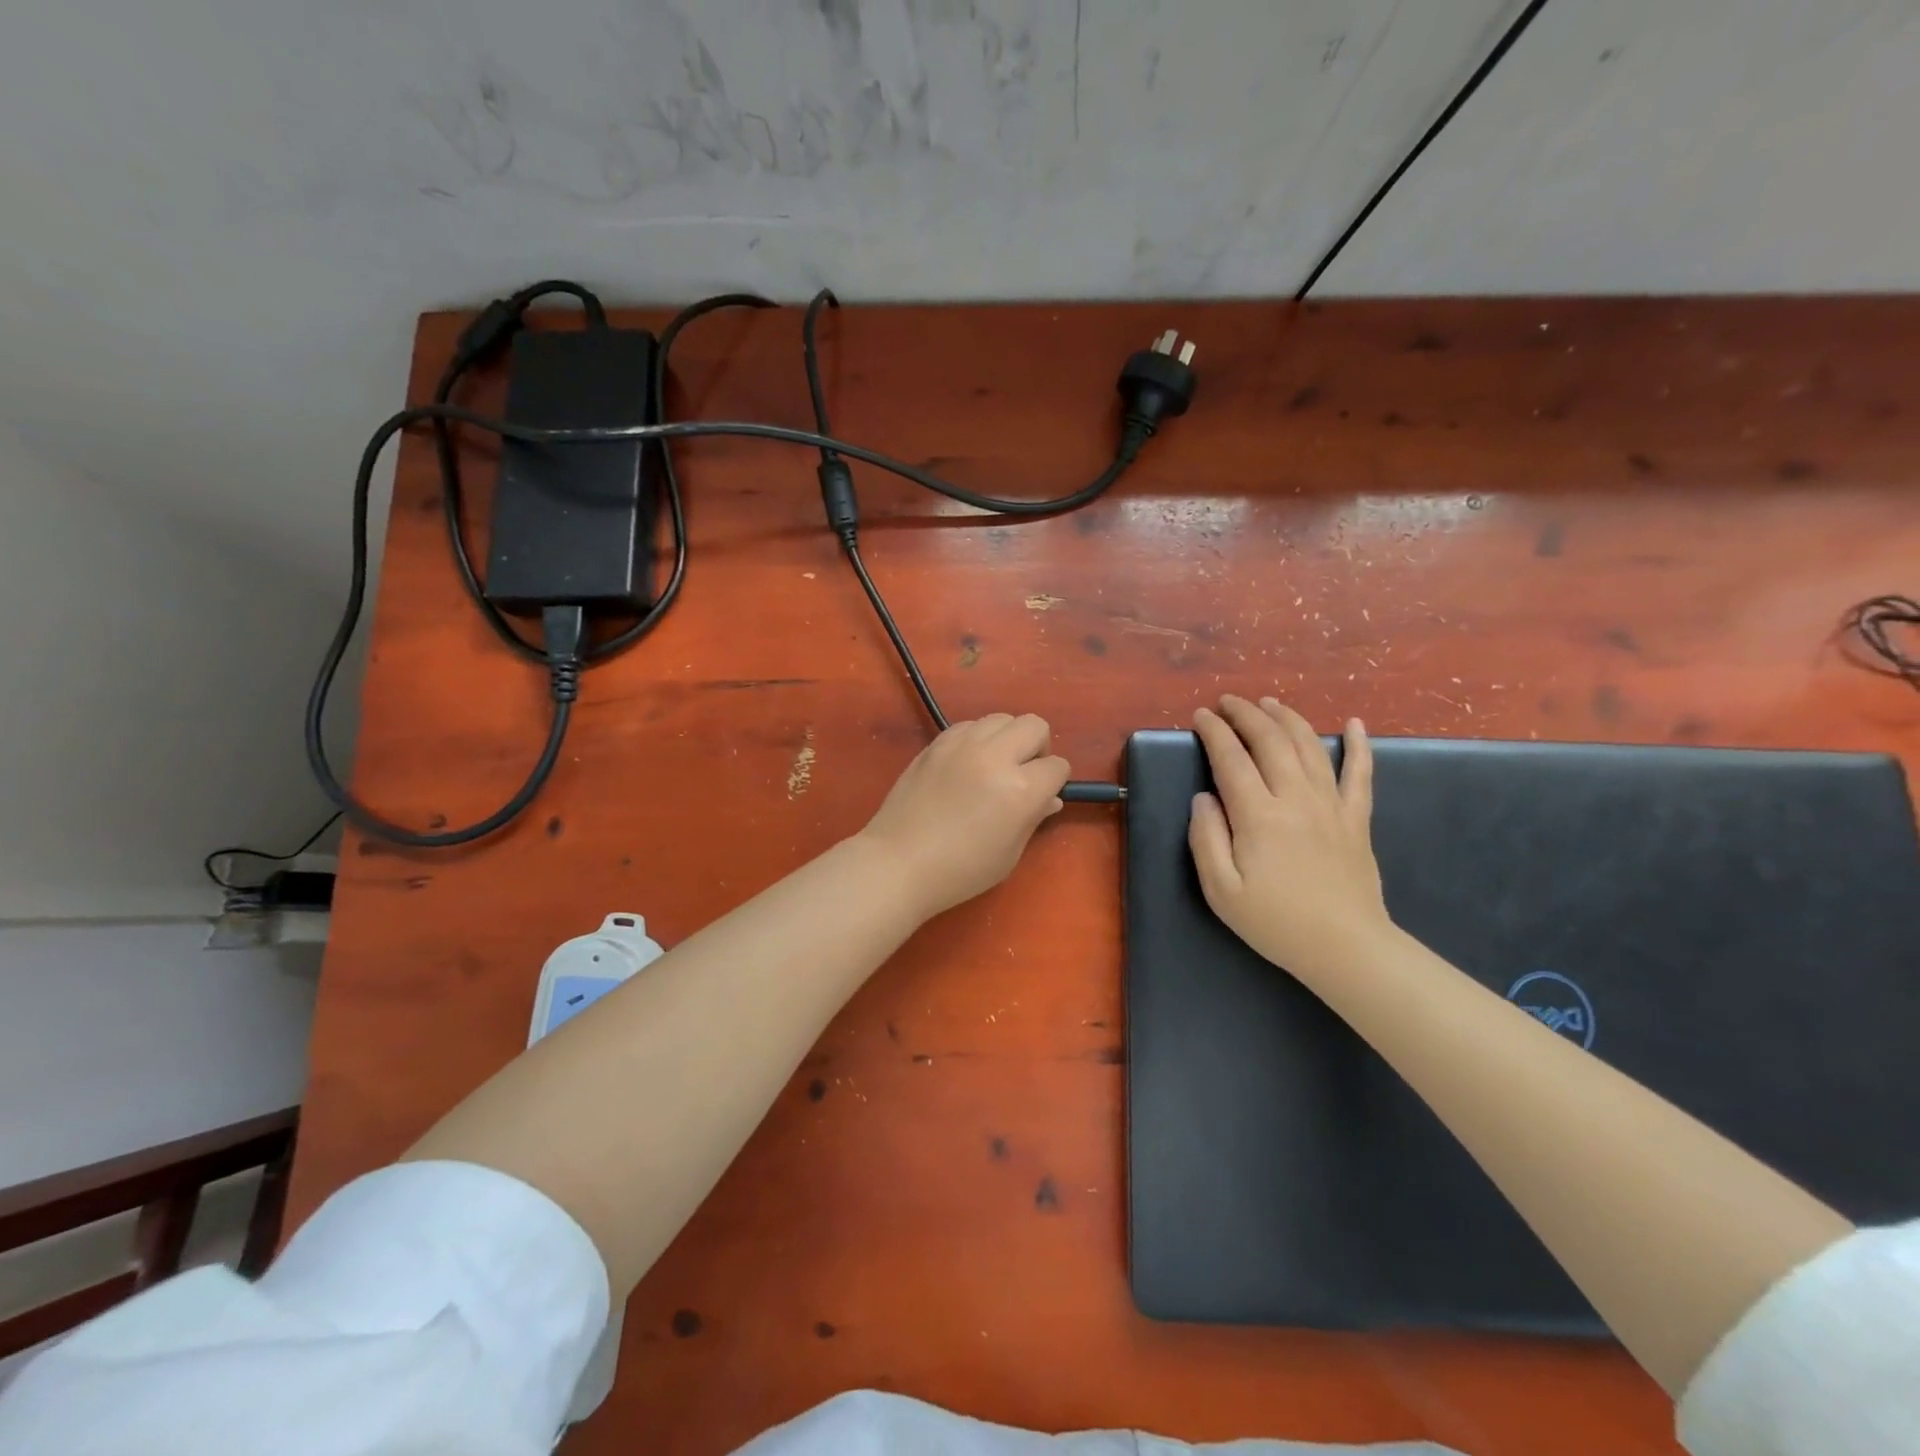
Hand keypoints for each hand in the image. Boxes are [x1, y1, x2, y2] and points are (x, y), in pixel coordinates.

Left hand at [857, 714, 1071, 919]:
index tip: (1042, 796)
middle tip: (1023, 774)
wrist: (899, 862)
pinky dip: (977, 738)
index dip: (1054, 782)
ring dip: (1007, 739)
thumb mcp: (1009, 854)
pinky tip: (967, 764)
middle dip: (1037, 748)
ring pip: (1001, 718)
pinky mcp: (937, 743)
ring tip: (993, 766)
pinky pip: (970, 725)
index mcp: (1020, 789)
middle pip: (1034, 725)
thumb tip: (1050, 798)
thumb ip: (1033, 818)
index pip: (1057, 766)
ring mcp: (962, 745)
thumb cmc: (961, 870)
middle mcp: (994, 757)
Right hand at [1188, 696, 1390, 982]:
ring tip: (1269, 703)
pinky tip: (1355, 724)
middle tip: (1228, 702)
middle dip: (1246, 714)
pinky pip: (1360, 774)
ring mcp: (1331, 805)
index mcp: (1258, 815)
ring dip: (1287, 718)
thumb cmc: (1275, 922)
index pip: (1231, 758)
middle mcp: (1295, 798)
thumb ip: (1206, 838)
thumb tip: (1203, 798)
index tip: (1200, 716)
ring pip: (1310, 746)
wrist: (1345, 947)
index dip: (1214, 732)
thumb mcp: (1221, 890)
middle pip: (1270, 741)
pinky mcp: (1356, 819)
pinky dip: (1359, 746)